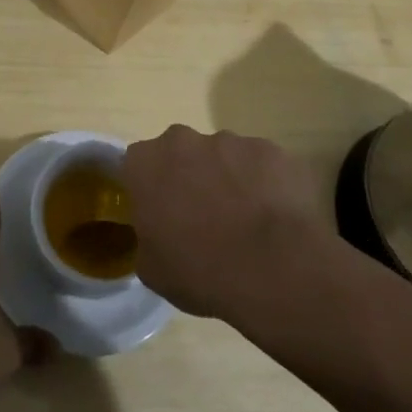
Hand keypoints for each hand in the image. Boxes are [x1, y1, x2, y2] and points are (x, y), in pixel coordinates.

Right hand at [123, 125, 332, 319]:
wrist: (276, 268)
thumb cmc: (201, 270)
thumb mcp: (152, 269)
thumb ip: (147, 237)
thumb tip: (158, 234)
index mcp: (146, 164)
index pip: (136, 165)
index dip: (148, 187)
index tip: (159, 212)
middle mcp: (184, 141)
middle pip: (180, 153)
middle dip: (189, 176)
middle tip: (202, 216)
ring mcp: (231, 141)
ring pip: (223, 156)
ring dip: (228, 179)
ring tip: (245, 221)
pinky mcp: (270, 150)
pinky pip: (260, 164)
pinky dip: (264, 184)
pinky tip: (275, 216)